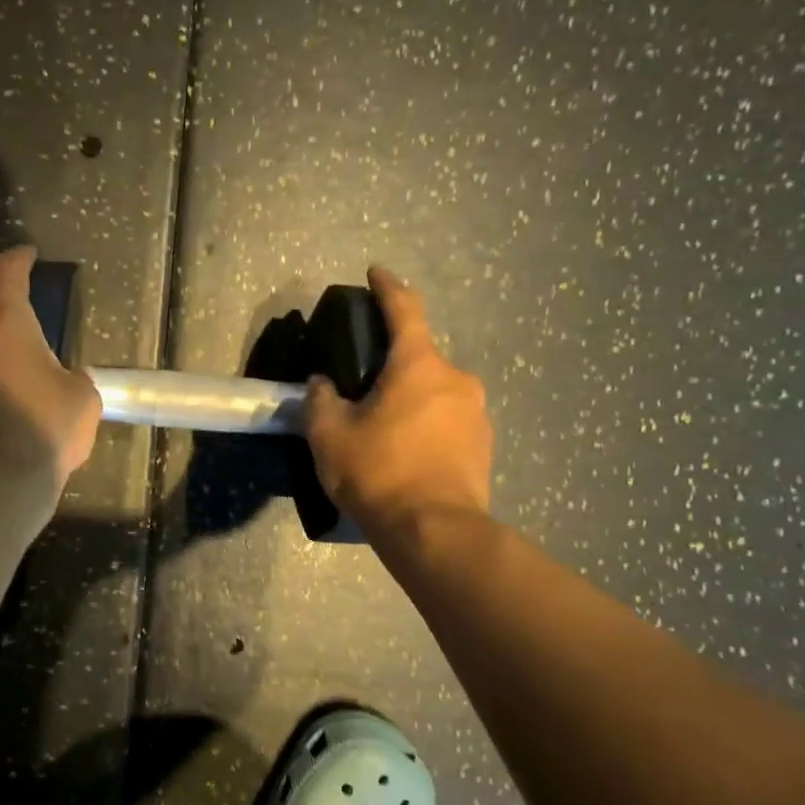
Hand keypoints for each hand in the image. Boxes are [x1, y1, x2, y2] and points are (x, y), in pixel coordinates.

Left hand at [0, 246, 101, 496]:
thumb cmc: (46, 433)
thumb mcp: (83, 401)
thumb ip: (73, 378)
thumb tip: (64, 379)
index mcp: (5, 327)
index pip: (10, 275)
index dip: (20, 261)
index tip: (26, 256)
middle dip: (5, 346)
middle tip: (27, 377)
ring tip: (4, 415)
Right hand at [303, 266, 492, 532]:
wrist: (436, 532)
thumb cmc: (378, 472)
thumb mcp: (330, 433)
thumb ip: (321, 399)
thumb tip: (323, 383)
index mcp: (418, 365)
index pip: (404, 310)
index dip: (388, 287)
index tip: (377, 272)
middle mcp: (456, 379)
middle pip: (420, 357)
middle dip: (392, 363)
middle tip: (363, 385)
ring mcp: (477, 413)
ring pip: (435, 391)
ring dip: (410, 397)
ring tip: (383, 427)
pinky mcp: (484, 445)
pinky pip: (448, 420)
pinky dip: (426, 425)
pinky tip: (405, 451)